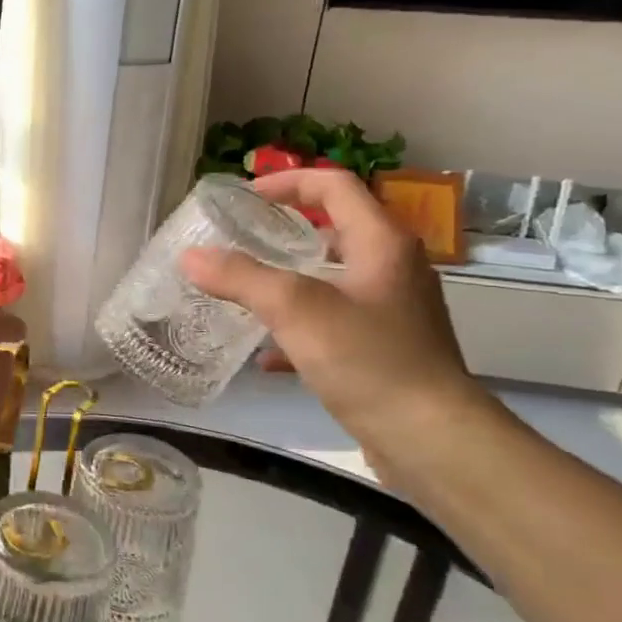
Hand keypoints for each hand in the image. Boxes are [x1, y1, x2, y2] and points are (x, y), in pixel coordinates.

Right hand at [180, 169, 482, 446]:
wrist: (430, 438)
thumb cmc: (368, 359)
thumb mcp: (296, 310)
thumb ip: (241, 277)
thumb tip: (191, 256)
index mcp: (381, 243)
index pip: (334, 185)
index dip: (287, 182)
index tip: (243, 199)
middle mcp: (392, 268)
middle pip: (334, 229)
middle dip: (283, 231)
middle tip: (239, 241)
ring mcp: (391, 310)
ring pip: (331, 278)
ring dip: (287, 280)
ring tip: (244, 292)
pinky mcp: (385, 348)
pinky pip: (333, 322)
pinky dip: (298, 327)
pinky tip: (266, 355)